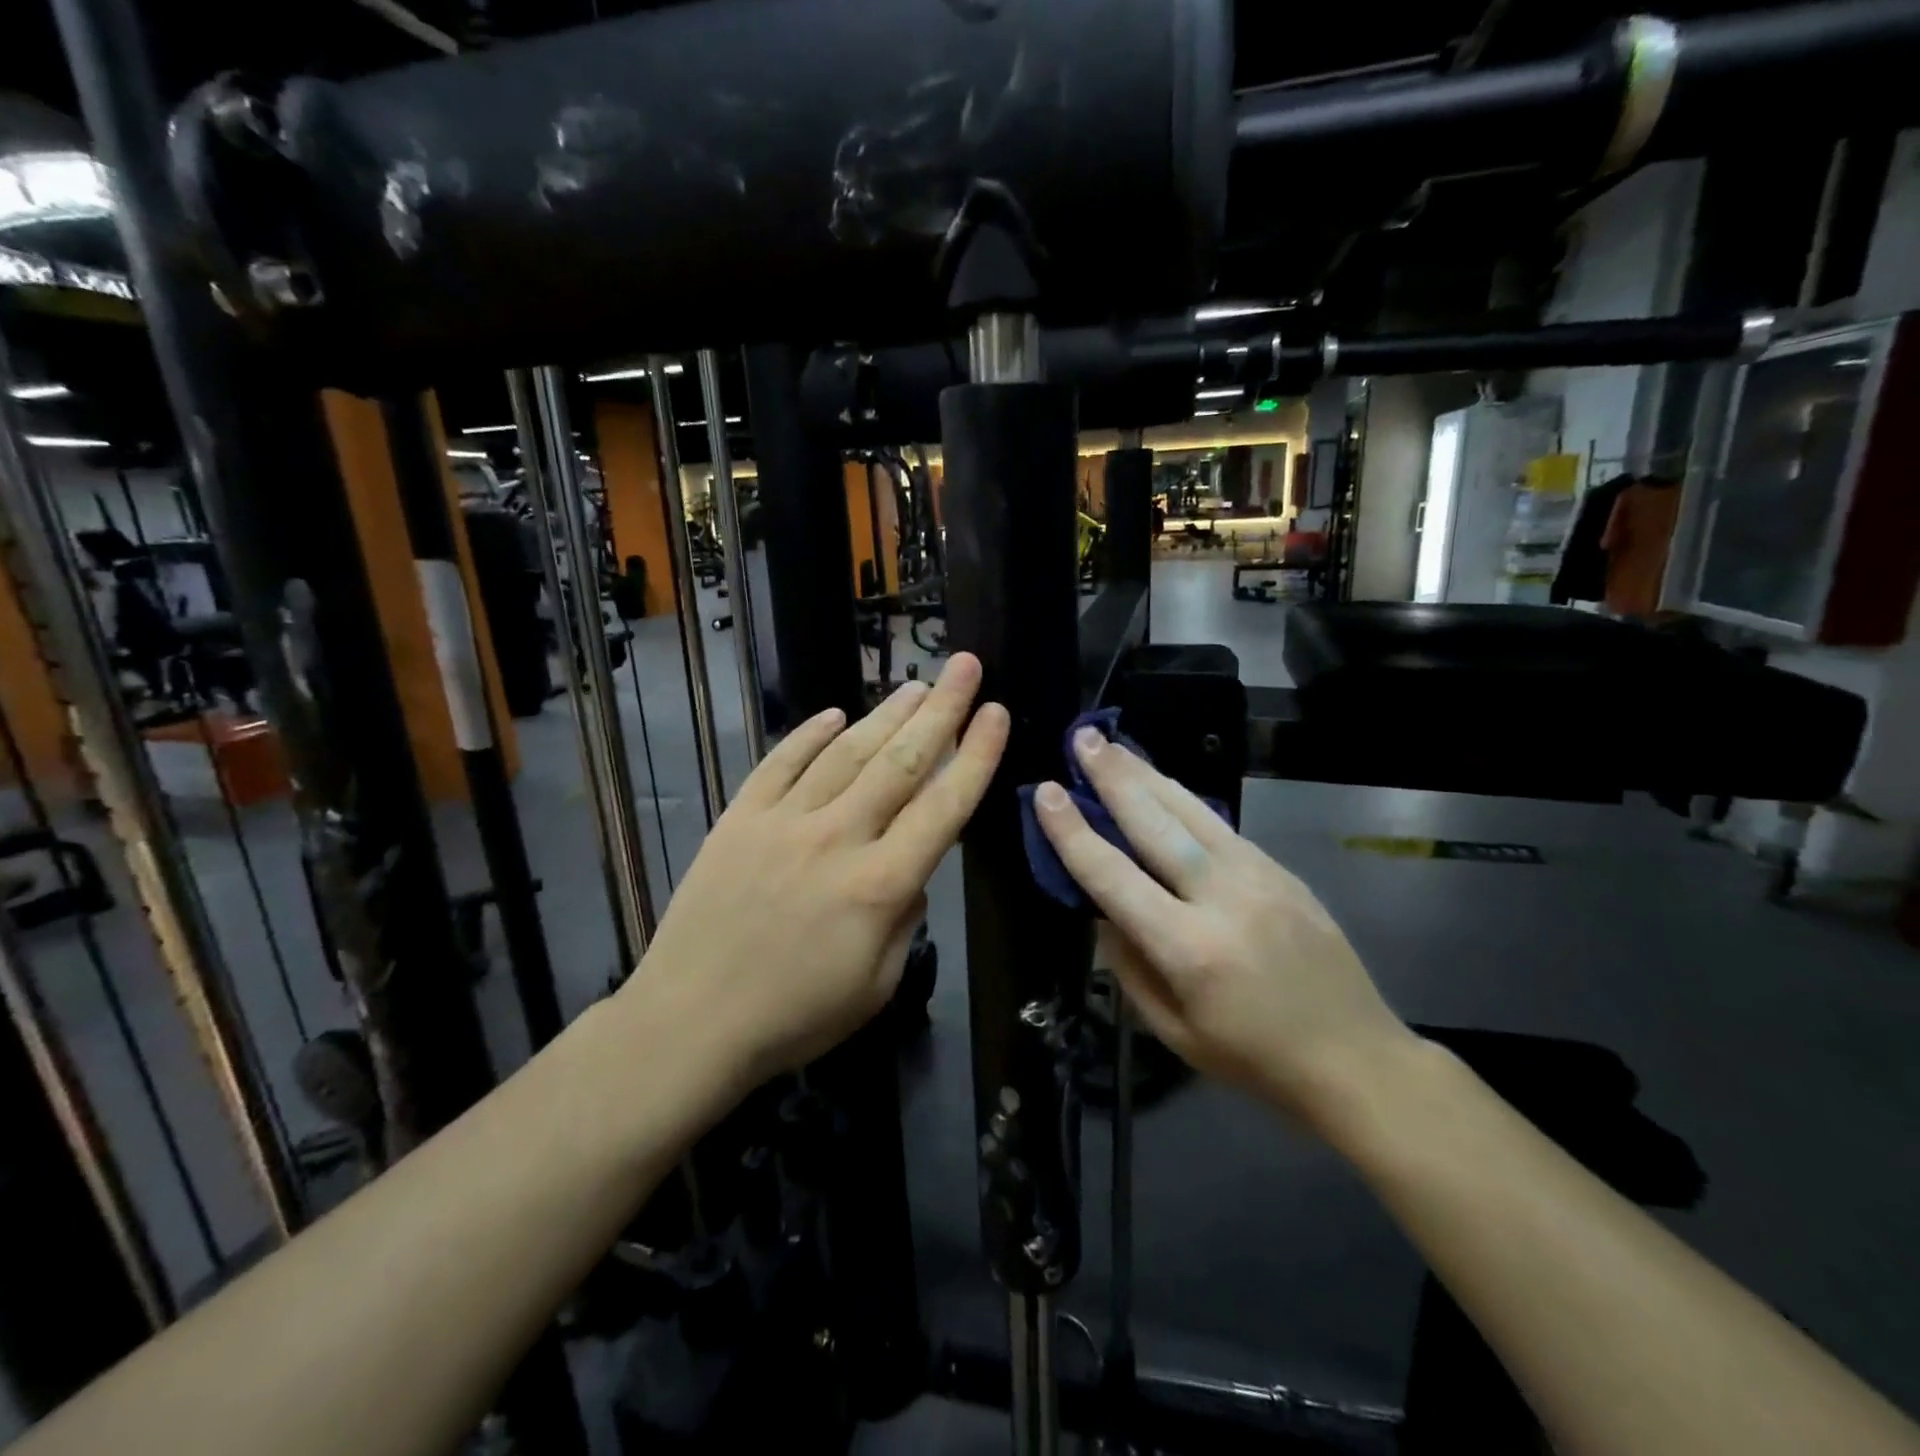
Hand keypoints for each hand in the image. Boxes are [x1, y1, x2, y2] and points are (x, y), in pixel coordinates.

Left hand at [628, 654, 1008, 1084]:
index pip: (943, 806)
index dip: (974, 756)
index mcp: (879, 885)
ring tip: (916, 685)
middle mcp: (836, 838)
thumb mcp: (877, 985)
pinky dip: (808, 735)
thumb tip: (915, 872)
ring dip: (885, 715)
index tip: (995, 712)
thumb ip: (906, 920)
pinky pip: (779, 763)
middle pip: (899, 762)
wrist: (689, 1023)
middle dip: (941, 710)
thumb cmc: (794, 1017)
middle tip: (965, 666)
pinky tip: (834, 714)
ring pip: (845, 753)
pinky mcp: (739, 820)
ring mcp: (782, 822)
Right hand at [1034, 726, 1415, 1129]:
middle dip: (1111, 777)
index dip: (1073, 833)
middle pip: (1154, 824)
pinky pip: (1219, 824)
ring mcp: (1258, 876)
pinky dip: (1182, 798)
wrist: (1356, 1056)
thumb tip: (1101, 910)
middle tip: (1081, 739)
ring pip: (1190, 810)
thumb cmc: (1254, 1058)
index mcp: (1189, 949)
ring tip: (1113, 744)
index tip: (1045, 793)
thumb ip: (1129, 967)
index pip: (1114, 877)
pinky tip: (1161, 783)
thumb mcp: (1174, 1032)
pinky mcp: (1280, 869)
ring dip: (1146, 773)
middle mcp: (1222, 898)